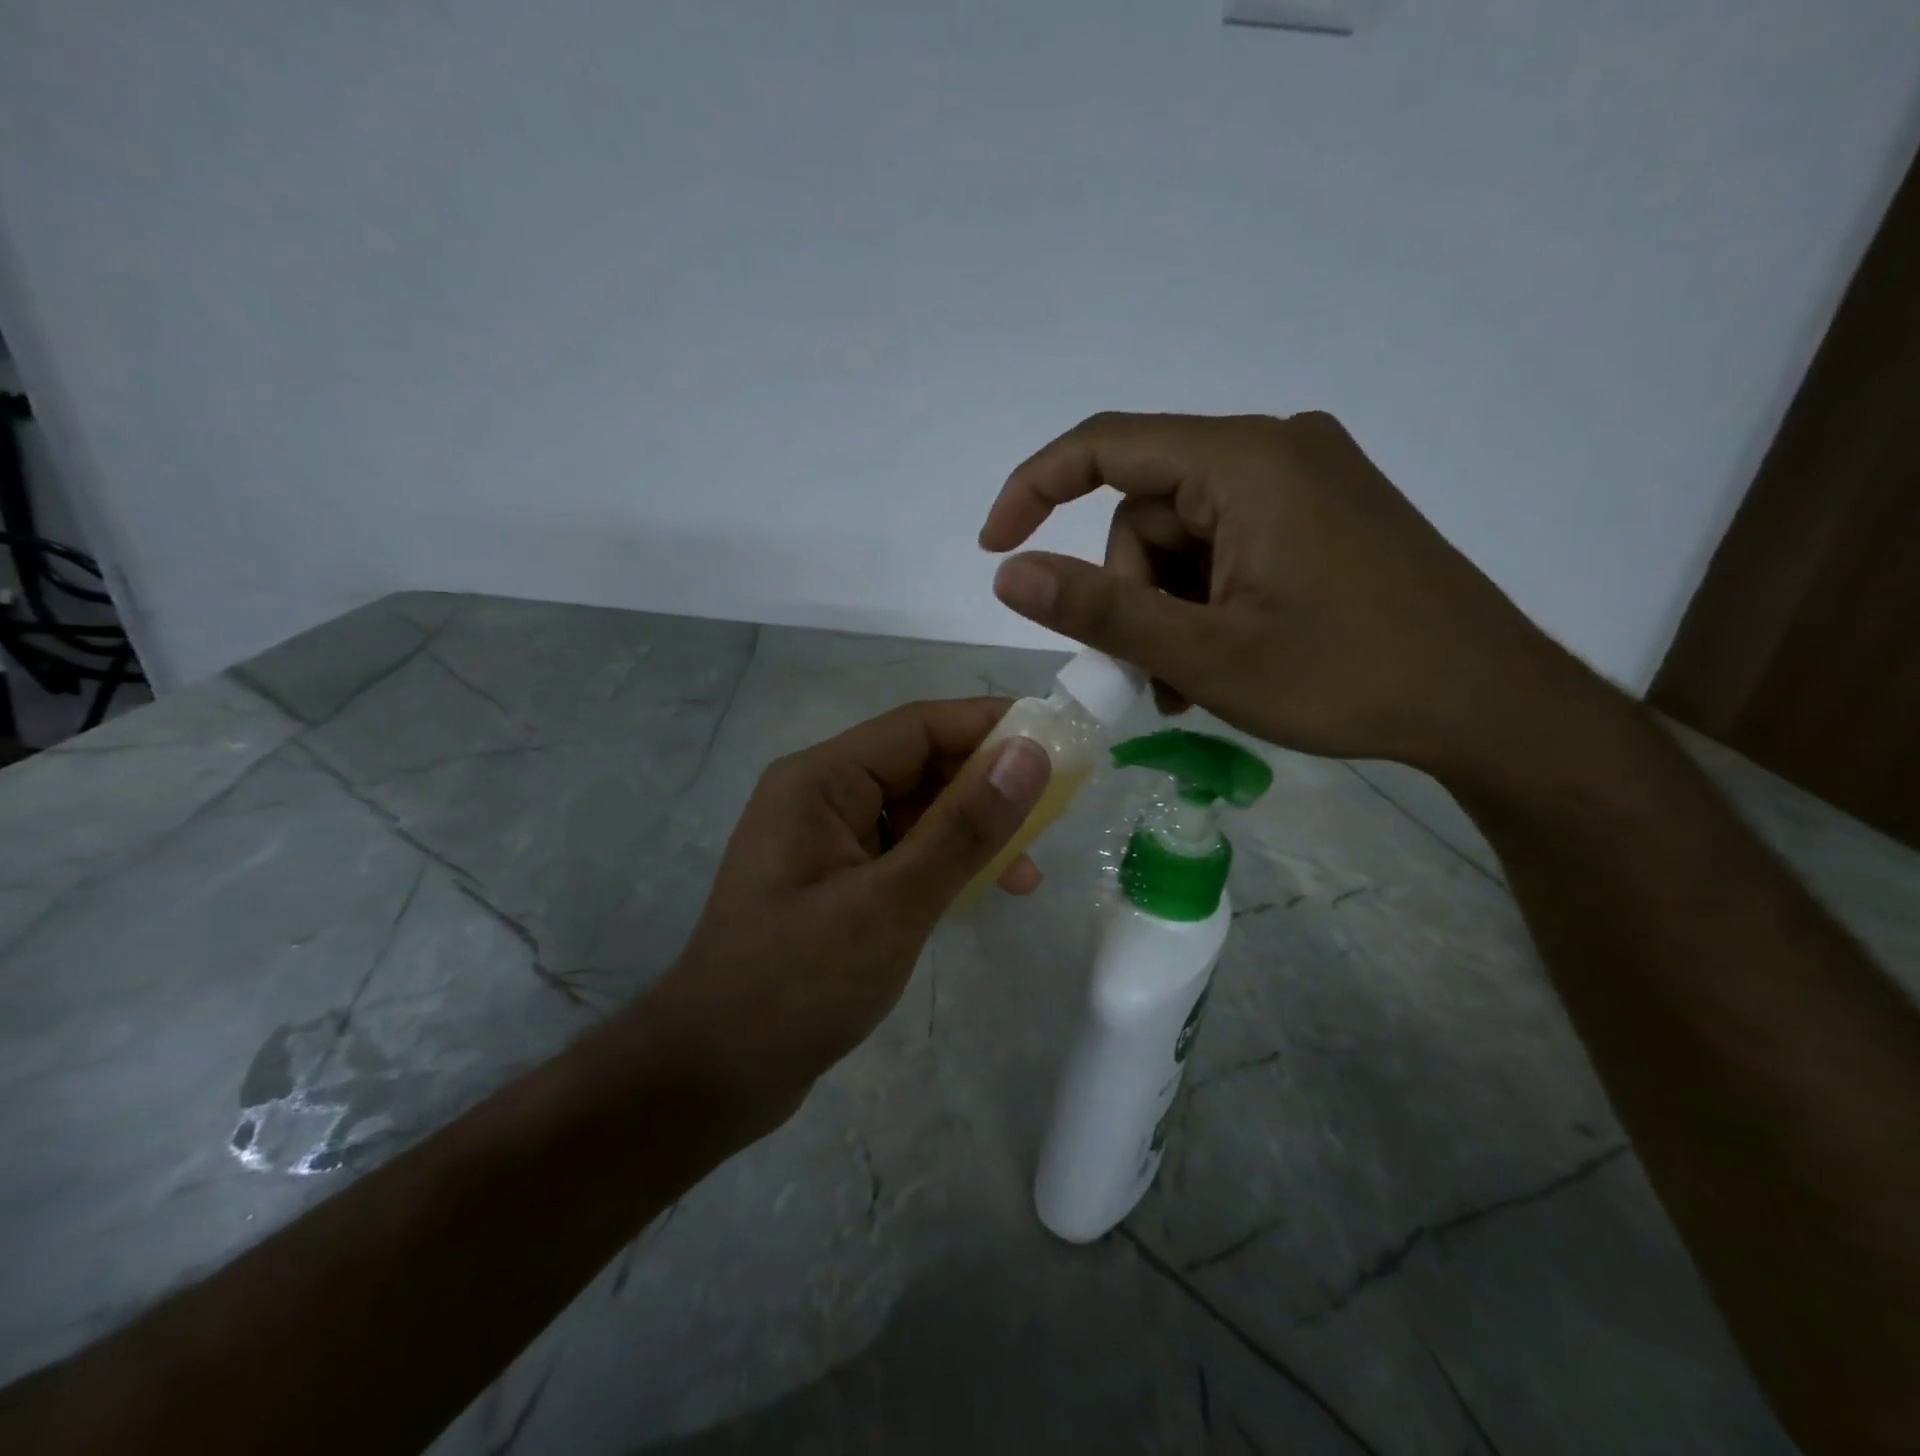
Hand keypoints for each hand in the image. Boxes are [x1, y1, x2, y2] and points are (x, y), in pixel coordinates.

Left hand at [639, 699, 1050, 1125]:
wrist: (712, 1077)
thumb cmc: (797, 984)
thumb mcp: (892, 903)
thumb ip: (963, 827)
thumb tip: (1030, 753)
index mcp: (821, 780)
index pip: (919, 727)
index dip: (991, 725)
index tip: (1058, 740)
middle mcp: (821, 798)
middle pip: (919, 767)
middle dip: (987, 785)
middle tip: (1055, 811)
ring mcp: (826, 843)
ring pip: (915, 814)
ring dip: (971, 833)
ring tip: (1028, 872)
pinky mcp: (836, 885)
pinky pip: (902, 854)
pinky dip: (944, 866)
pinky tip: (983, 893)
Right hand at [979, 411, 1588, 779]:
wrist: (1490, 704)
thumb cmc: (1347, 676)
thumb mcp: (1204, 653)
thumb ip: (1100, 609)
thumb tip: (1008, 574)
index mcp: (1245, 461)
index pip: (1106, 445)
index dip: (1034, 488)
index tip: (993, 547)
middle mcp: (1275, 449)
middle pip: (1148, 511)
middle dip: (1130, 593)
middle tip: (1145, 674)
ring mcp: (1305, 482)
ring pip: (1186, 538)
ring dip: (1168, 609)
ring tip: (1187, 683)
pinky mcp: (1324, 517)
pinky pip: (1229, 546)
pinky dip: (1206, 601)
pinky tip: (1222, 659)